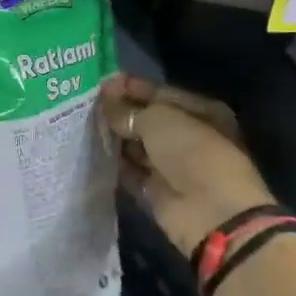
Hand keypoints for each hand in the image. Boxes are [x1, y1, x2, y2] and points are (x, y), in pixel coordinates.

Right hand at [100, 73, 274, 257]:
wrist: (211, 212)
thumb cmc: (193, 152)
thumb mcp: (158, 119)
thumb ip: (128, 110)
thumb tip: (107, 105)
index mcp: (201, 112)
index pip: (160, 93)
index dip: (131, 87)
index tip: (101, 83)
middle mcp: (189, 137)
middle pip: (148, 120)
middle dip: (120, 112)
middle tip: (87, 105)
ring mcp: (173, 166)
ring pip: (138, 146)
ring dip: (115, 137)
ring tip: (84, 125)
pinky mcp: (158, 191)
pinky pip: (132, 172)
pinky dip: (116, 163)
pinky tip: (93, 152)